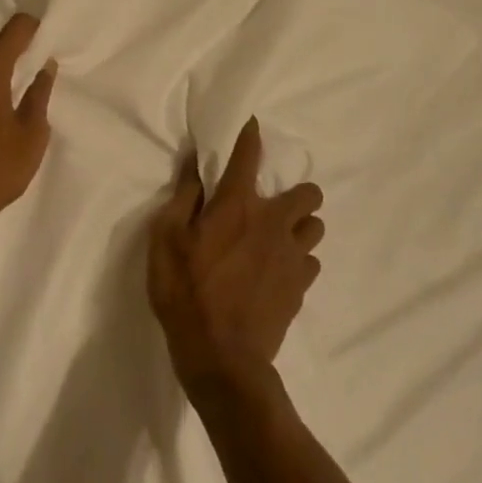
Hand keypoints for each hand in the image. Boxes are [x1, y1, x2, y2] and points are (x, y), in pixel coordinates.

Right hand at [147, 117, 324, 398]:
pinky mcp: (301, 287)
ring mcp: (293, 256)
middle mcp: (274, 222)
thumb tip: (195, 162)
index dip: (250, 134)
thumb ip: (183, 196)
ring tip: (277, 236)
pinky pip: (311, 260)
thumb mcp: (165, 240)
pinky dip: (298, 258)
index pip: (248, 155)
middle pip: (308, 192)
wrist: (222, 359)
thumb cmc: (185, 292)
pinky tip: (278, 269)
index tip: (252, 124)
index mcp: (238, 205)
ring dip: (301, 225)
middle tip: (270, 203)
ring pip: (315, 226)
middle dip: (295, 191)